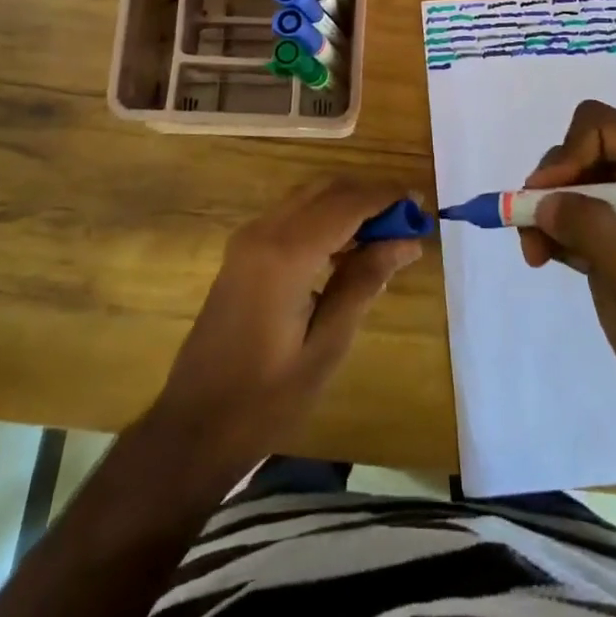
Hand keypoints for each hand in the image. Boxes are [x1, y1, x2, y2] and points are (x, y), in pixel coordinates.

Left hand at [146, 177, 422, 479]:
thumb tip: (406, 241)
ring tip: (386, 234)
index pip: (347, 204)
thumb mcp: (326, 346)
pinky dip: (324, 218)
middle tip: (408, 221)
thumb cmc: (266, 398)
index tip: (421, 204)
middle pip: (326, 190)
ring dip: (347, 204)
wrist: (193, 426)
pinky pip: (291, 216)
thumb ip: (364, 283)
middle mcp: (263, 232)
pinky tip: (347, 248)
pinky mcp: (242, 253)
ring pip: (307, 197)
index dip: (387, 198)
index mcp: (285, 254)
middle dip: (369, 196)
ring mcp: (247, 239)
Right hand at [519, 100, 615, 416]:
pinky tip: (544, 259)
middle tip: (534, 231)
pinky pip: (560, 210)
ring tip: (535, 253)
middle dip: (549, 189)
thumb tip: (541, 201)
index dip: (567, 156)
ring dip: (539, 213)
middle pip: (574, 151)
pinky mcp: (605, 231)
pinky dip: (544, 230)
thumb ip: (593, 228)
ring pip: (561, 181)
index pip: (598, 127)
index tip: (547, 199)